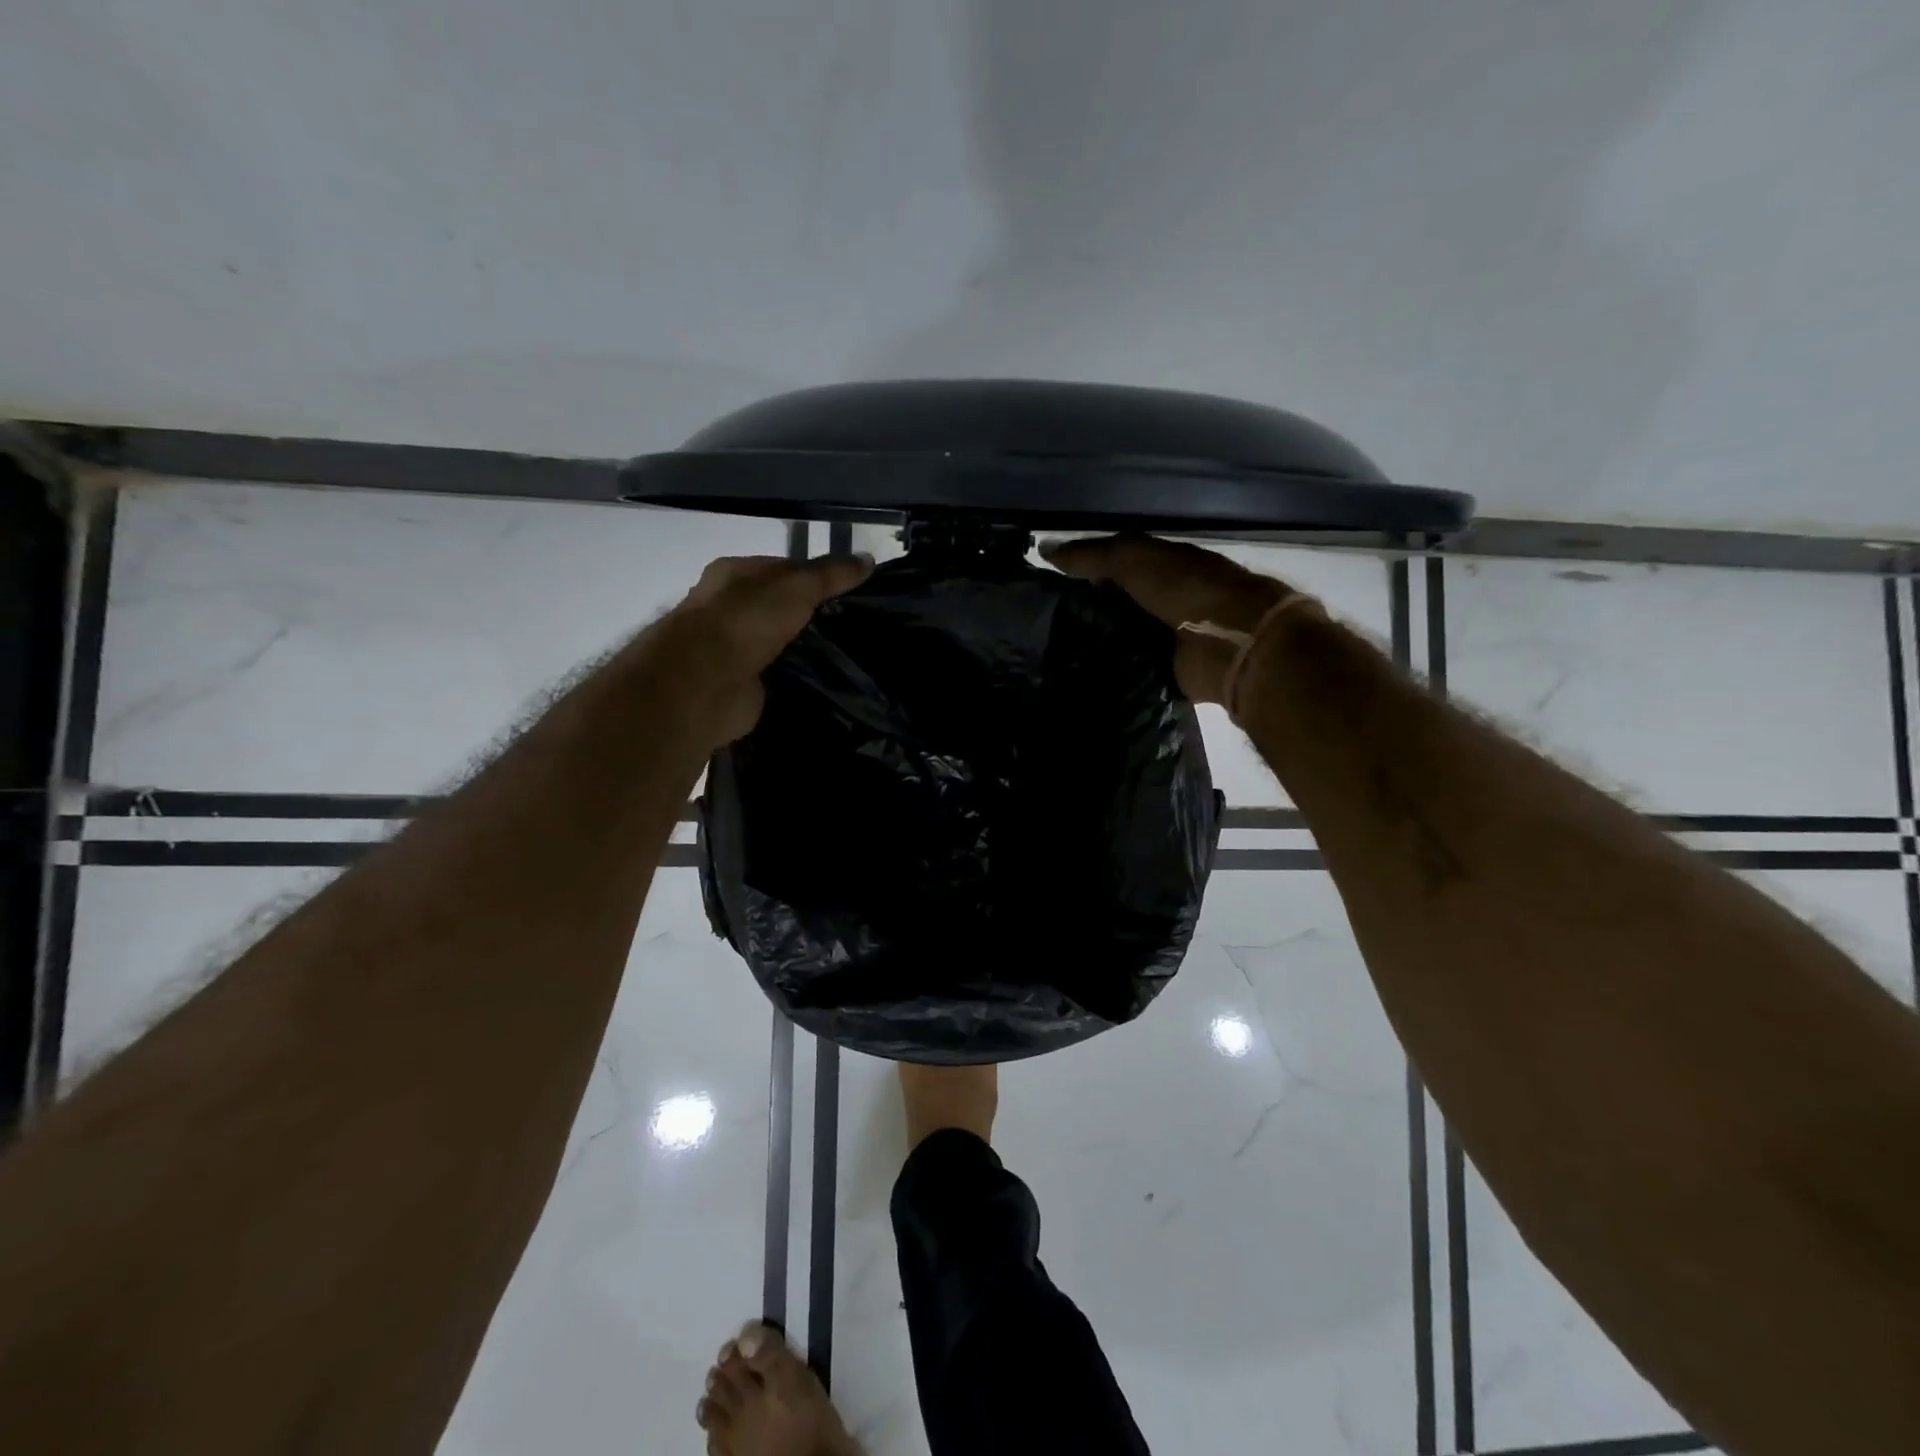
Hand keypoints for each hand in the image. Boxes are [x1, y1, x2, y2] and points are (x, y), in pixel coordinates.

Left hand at [657, 552, 871, 745]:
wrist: (705, 681)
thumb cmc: (746, 619)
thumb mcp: (797, 586)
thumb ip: (832, 574)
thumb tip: (868, 560)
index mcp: (734, 574)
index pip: (781, 569)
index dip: (816, 577)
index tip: (852, 592)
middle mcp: (729, 609)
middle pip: (781, 608)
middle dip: (813, 616)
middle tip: (855, 627)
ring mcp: (733, 649)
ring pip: (780, 644)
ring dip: (806, 650)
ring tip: (851, 657)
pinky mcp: (741, 684)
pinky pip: (778, 676)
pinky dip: (797, 679)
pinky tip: (827, 682)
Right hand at [1041, 535, 1297, 704]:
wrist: (1232, 640)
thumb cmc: (1186, 588)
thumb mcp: (1133, 559)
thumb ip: (1091, 555)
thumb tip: (1044, 549)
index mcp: (1162, 565)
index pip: (1114, 565)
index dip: (1081, 571)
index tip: (1045, 584)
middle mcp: (1164, 598)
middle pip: (1115, 603)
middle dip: (1084, 610)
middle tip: (1040, 623)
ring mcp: (1167, 636)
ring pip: (1120, 637)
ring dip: (1094, 642)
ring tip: (1050, 651)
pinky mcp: (1167, 671)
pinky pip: (1130, 668)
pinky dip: (1110, 670)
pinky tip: (1077, 673)